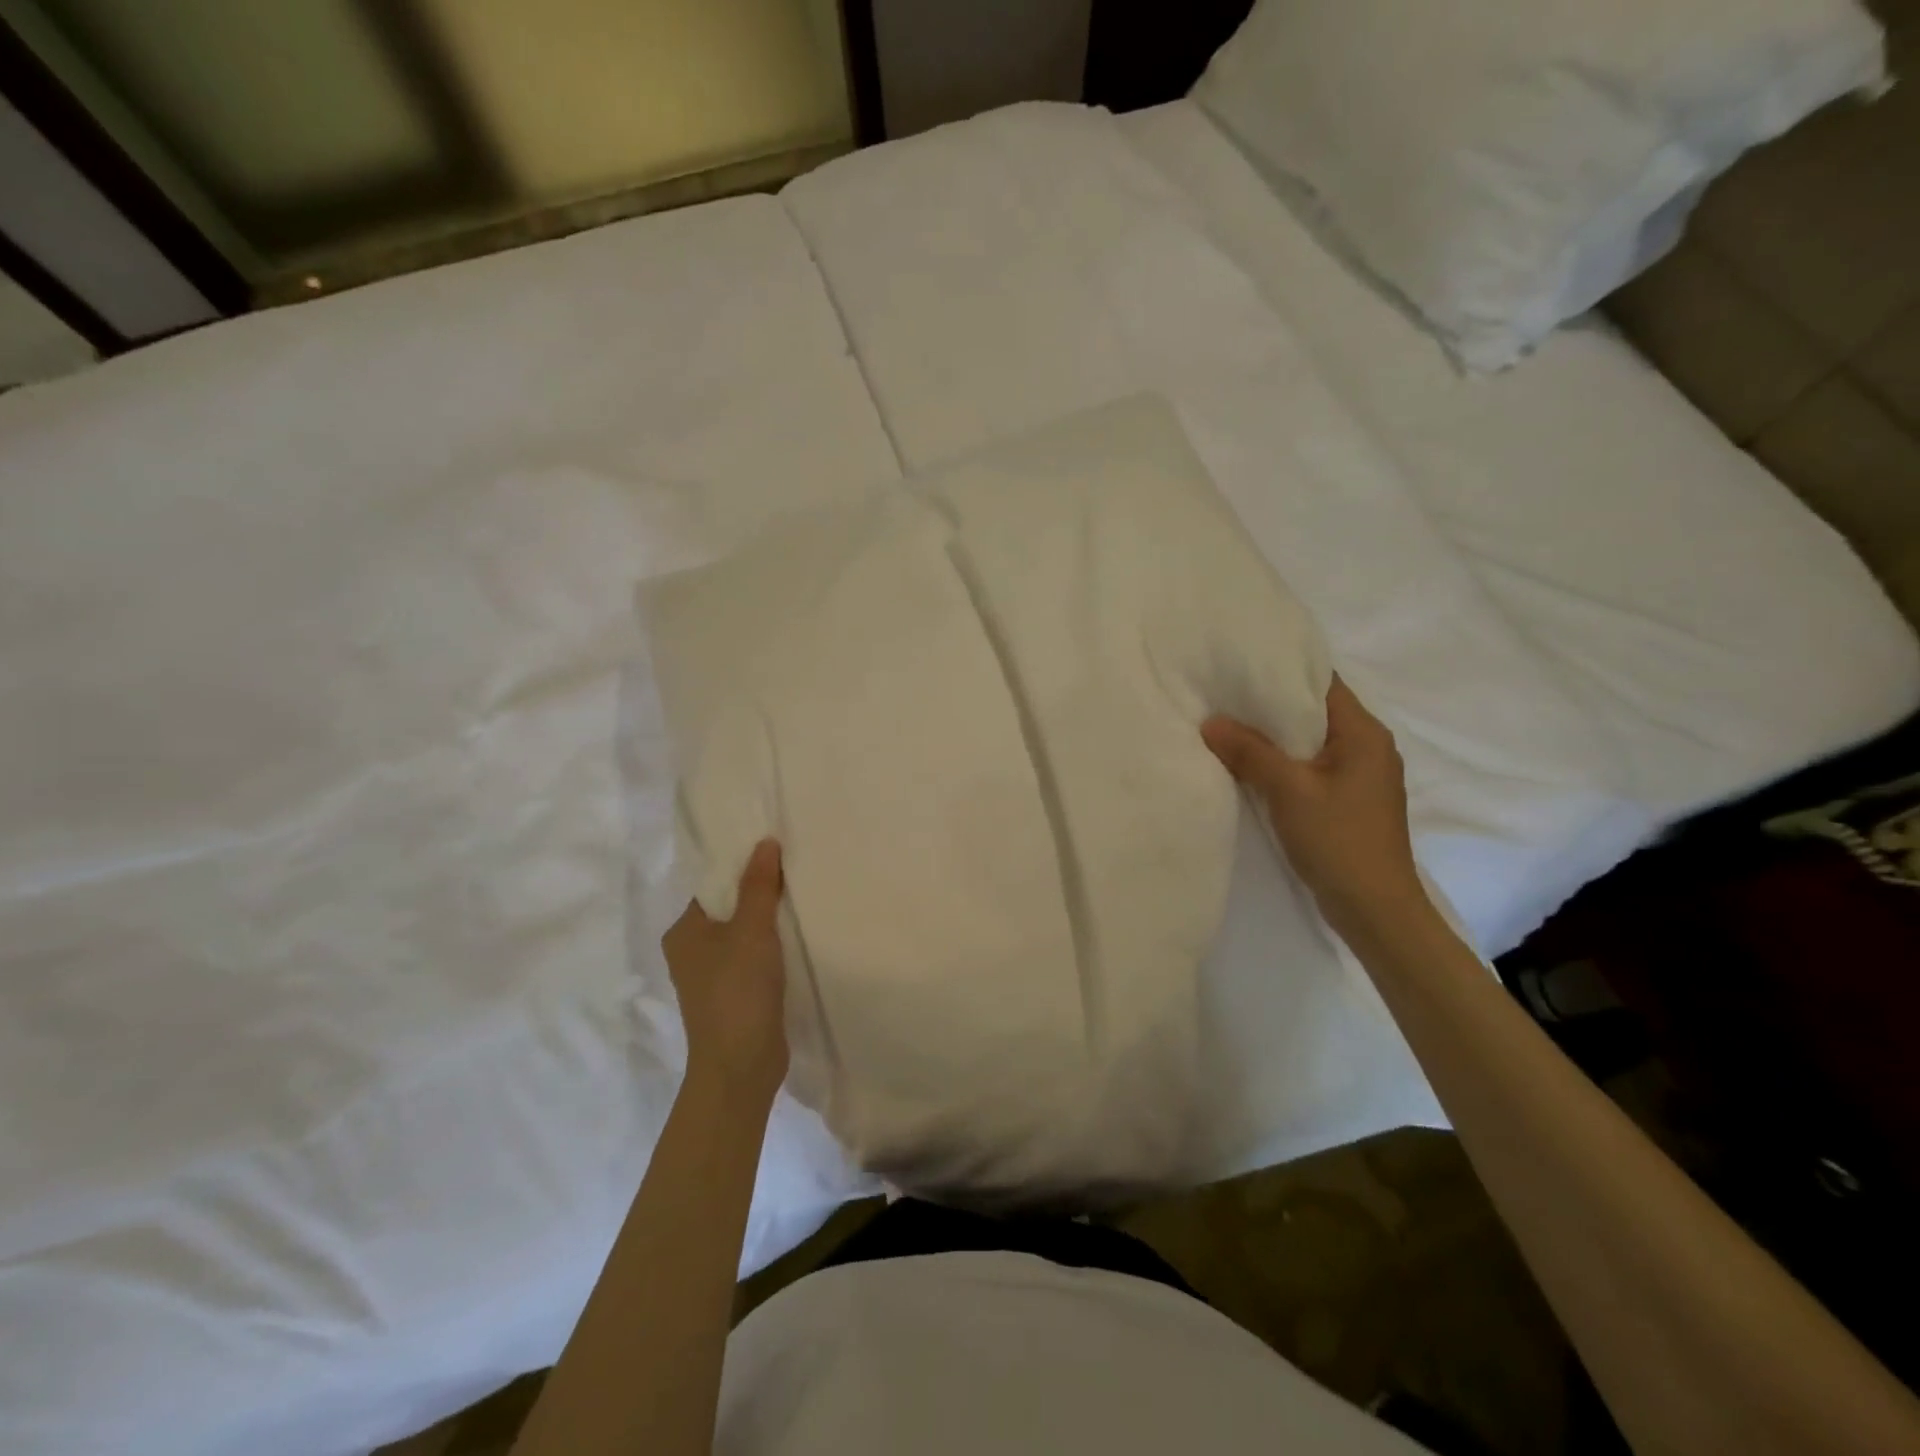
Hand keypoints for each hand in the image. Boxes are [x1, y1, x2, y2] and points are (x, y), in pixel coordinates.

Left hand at [662, 839, 788, 1106]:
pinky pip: (754, 959)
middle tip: (797, 869)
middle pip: (730, 908)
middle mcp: (692, 951)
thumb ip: (759, 886)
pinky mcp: (735, 996)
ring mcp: (713, 977)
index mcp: (684, 932)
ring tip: (804, 898)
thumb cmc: (738, 991)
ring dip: (770, 921)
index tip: (776, 850)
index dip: (743, 867)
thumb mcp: (751, 930)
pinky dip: (773, 948)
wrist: (741, 1066)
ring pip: (744, 935)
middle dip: (761, 892)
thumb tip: (765, 842)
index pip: (714, 886)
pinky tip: (800, 938)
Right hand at [1202, 676, 1426, 938]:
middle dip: (1269, 702)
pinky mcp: (1348, 798)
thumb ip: (1249, 752)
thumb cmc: (1339, 841)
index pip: (1322, 682)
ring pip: (1309, 740)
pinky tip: (1249, 763)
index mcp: (1363, 733)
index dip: (1282, 669)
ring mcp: (1359, 774)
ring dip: (1273, 734)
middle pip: (1313, 710)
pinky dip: (1282, 760)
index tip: (1240, 662)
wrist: (1375, 909)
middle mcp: (1367, 746)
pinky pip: (1310, 765)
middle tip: (1222, 692)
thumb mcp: (1289, 791)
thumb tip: (1210, 721)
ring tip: (1227, 723)